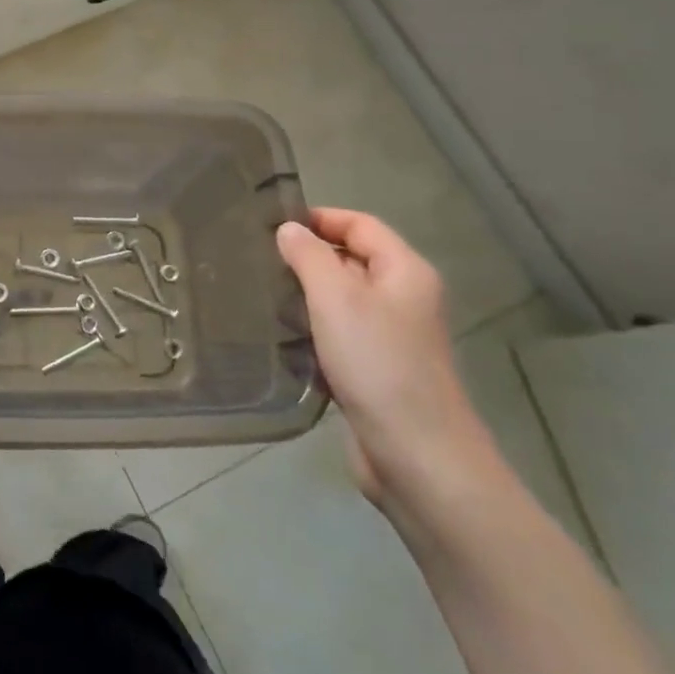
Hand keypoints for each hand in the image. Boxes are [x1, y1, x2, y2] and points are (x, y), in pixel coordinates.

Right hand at [277, 209, 499, 513]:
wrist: (416, 456)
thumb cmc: (378, 364)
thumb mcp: (336, 298)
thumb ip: (310, 256)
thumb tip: (289, 229)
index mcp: (405, 272)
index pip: (361, 225)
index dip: (320, 218)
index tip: (271, 225)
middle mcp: (403, 299)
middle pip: (352, 260)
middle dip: (308, 256)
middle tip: (258, 259)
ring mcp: (391, 337)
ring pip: (342, 300)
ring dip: (305, 296)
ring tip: (261, 294)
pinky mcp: (376, 371)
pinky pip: (339, 336)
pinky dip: (312, 331)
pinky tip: (280, 337)